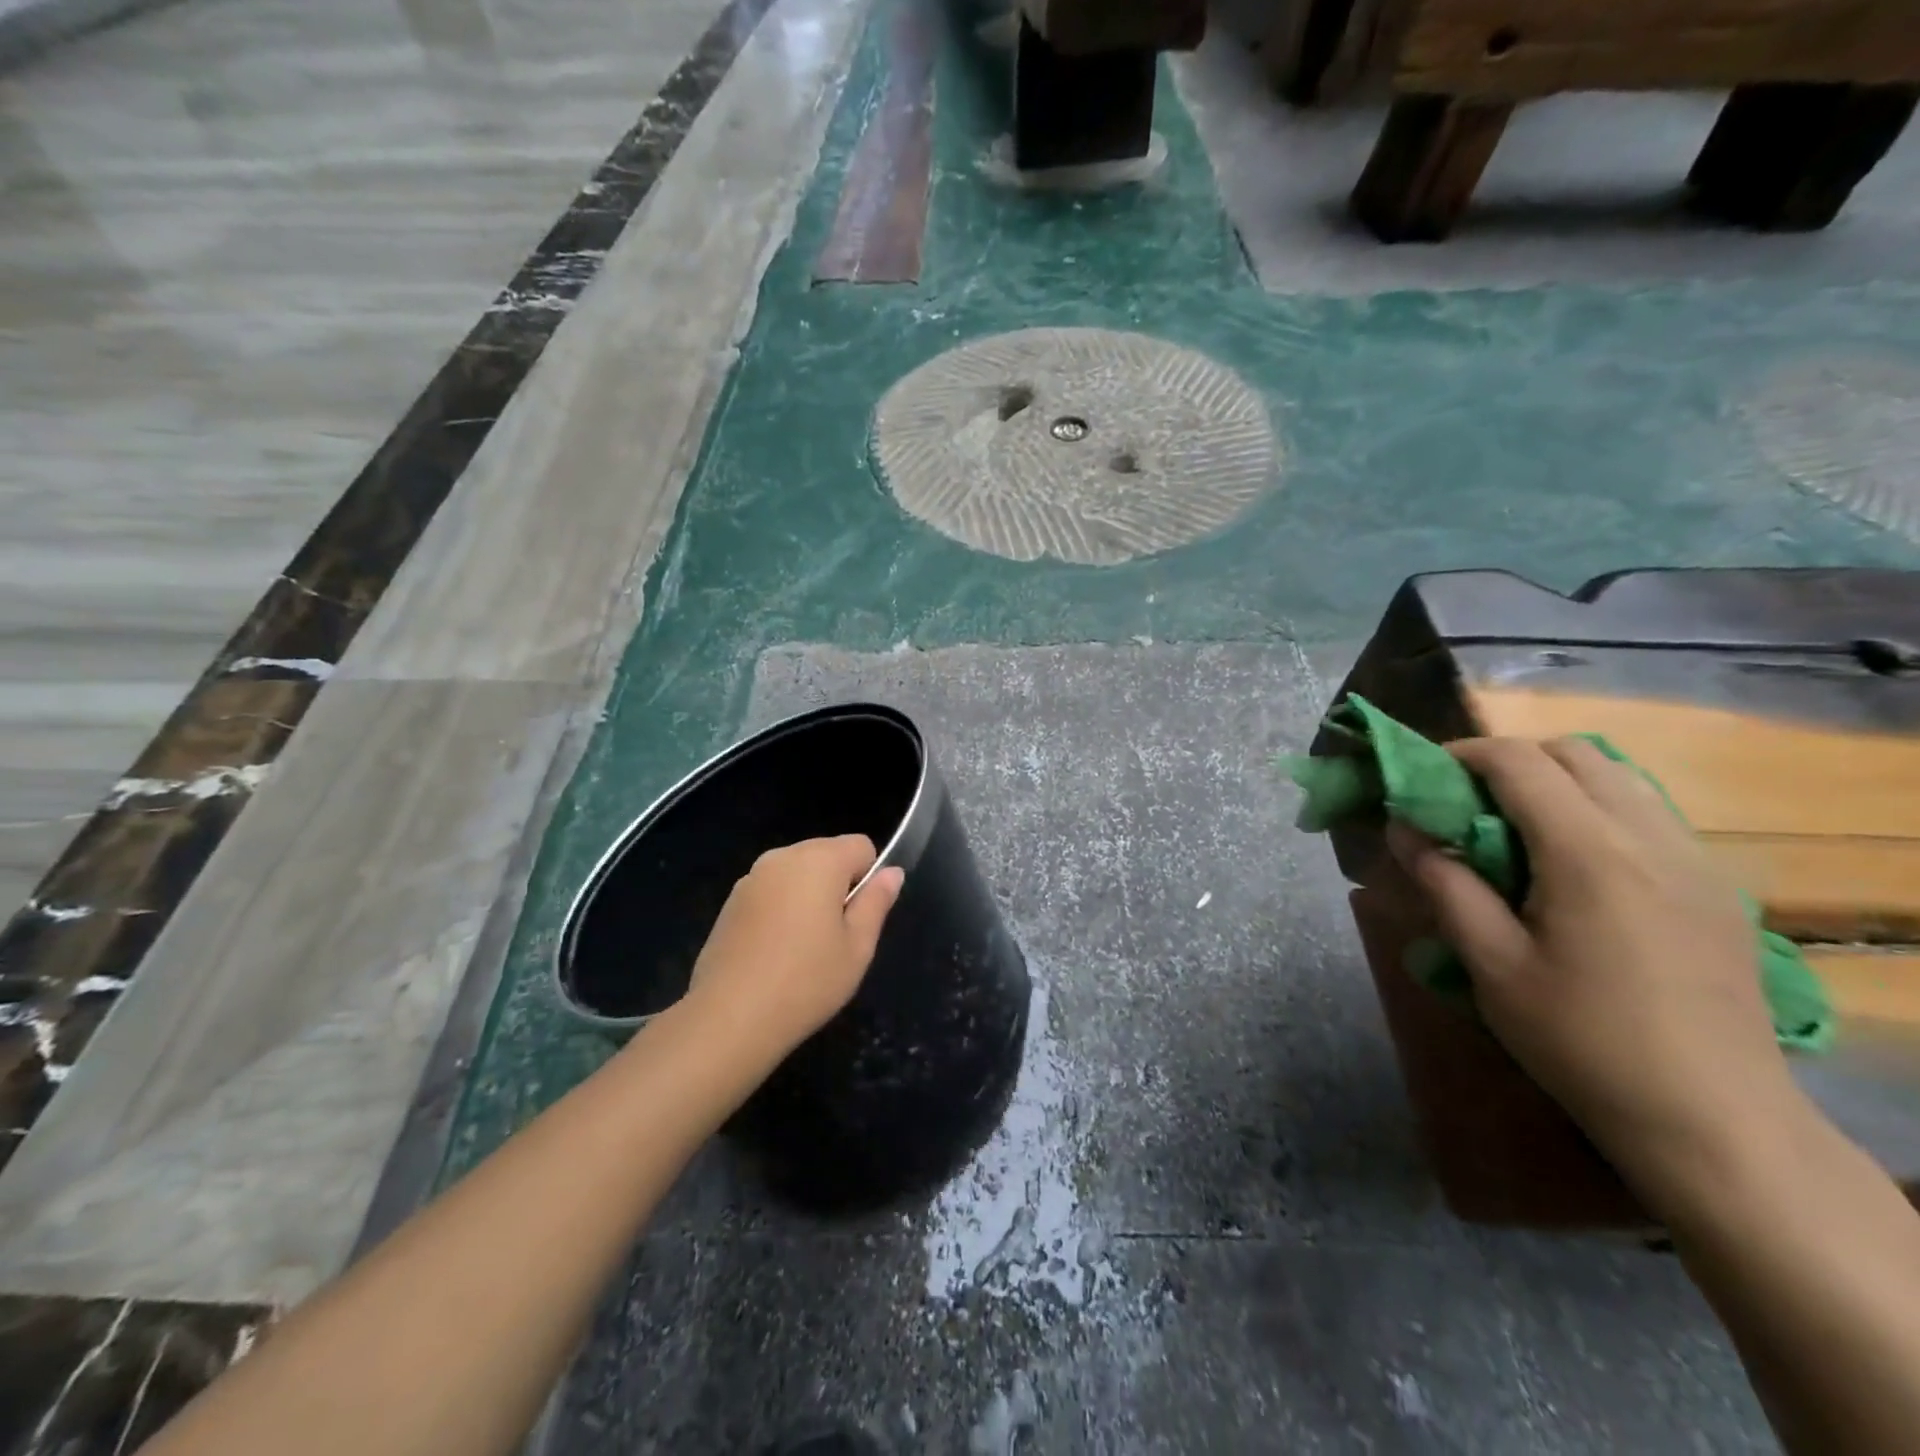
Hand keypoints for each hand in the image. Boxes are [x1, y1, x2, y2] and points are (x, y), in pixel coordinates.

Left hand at [681, 835, 903, 1066]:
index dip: (869, 877)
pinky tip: (774, 953)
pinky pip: (771, 892)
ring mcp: (751, 878)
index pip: (861, 846)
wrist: (729, 1018)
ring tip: (803, 948)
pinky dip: (780, 910)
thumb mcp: (858, 947)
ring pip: (797, 874)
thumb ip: (876, 902)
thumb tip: (892, 872)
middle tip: (834, 937)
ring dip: (808, 896)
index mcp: (819, 860)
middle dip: (837, 885)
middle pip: (826, 854)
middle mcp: (783, 857)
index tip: (858, 917)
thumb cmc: (806, 981)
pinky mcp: (730, 902)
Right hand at [1386, 735, 1805, 1200]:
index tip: (1421, 777)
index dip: (1462, 754)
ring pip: (1619, 778)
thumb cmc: (1581, 1039)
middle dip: (1509, 760)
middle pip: (1575, 753)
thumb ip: (1444, 882)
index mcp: (1589, 852)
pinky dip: (1595, 808)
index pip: (1519, 762)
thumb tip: (1404, 828)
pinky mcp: (1714, 888)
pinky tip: (1570, 864)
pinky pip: (1648, 813)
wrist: (1713, 1120)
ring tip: (1512, 828)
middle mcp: (1650, 838)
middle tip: (1464, 801)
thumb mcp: (1490, 962)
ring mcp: (1694, 860)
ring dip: (1555, 781)